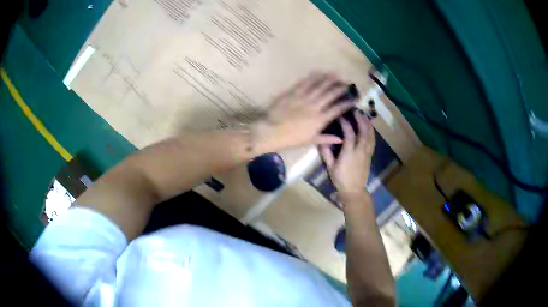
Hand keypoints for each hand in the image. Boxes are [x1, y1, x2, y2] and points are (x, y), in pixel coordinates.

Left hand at [253, 72, 355, 152]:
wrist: (270, 131)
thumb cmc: (291, 139)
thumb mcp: (310, 141)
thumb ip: (327, 139)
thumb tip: (341, 138)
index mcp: (320, 120)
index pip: (337, 109)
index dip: (347, 103)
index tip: (354, 99)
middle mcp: (314, 106)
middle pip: (331, 94)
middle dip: (341, 87)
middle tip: (347, 83)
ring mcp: (304, 97)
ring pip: (320, 85)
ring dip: (330, 79)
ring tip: (337, 74)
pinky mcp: (293, 92)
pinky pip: (305, 82)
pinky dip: (314, 76)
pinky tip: (319, 72)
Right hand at [319, 110, 374, 203]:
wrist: (354, 190)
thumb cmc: (340, 179)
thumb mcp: (330, 167)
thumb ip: (326, 153)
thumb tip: (321, 140)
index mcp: (349, 153)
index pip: (349, 134)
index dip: (346, 123)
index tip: (341, 116)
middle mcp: (360, 151)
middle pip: (364, 131)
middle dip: (360, 119)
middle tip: (356, 111)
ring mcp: (367, 152)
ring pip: (370, 135)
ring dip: (368, 124)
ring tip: (363, 115)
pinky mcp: (370, 155)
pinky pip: (372, 140)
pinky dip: (371, 131)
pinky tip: (369, 127)